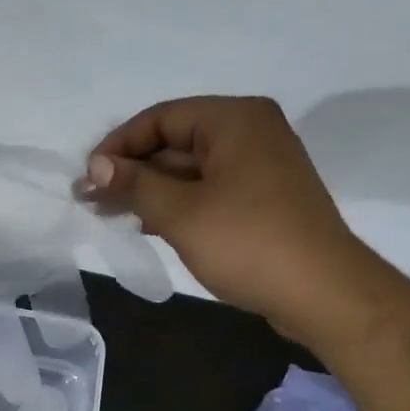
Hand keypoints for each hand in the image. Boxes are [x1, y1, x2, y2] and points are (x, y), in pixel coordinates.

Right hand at [79, 96, 377, 340]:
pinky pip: (209, 190)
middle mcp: (250, 132)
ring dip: (151, 190)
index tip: (88, 178)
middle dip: (132, 171)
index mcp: (234, 120)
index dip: (118, 146)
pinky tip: (148, 224)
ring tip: (110, 214)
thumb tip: (96, 165)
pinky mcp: (262, 199)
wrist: (321, 292)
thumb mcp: (181, 213)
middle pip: (175, 142)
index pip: (161, 118)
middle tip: (90, 200)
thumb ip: (135, 184)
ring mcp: (260, 166)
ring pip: (191, 169)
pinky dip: (178, 204)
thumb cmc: (248, 243)